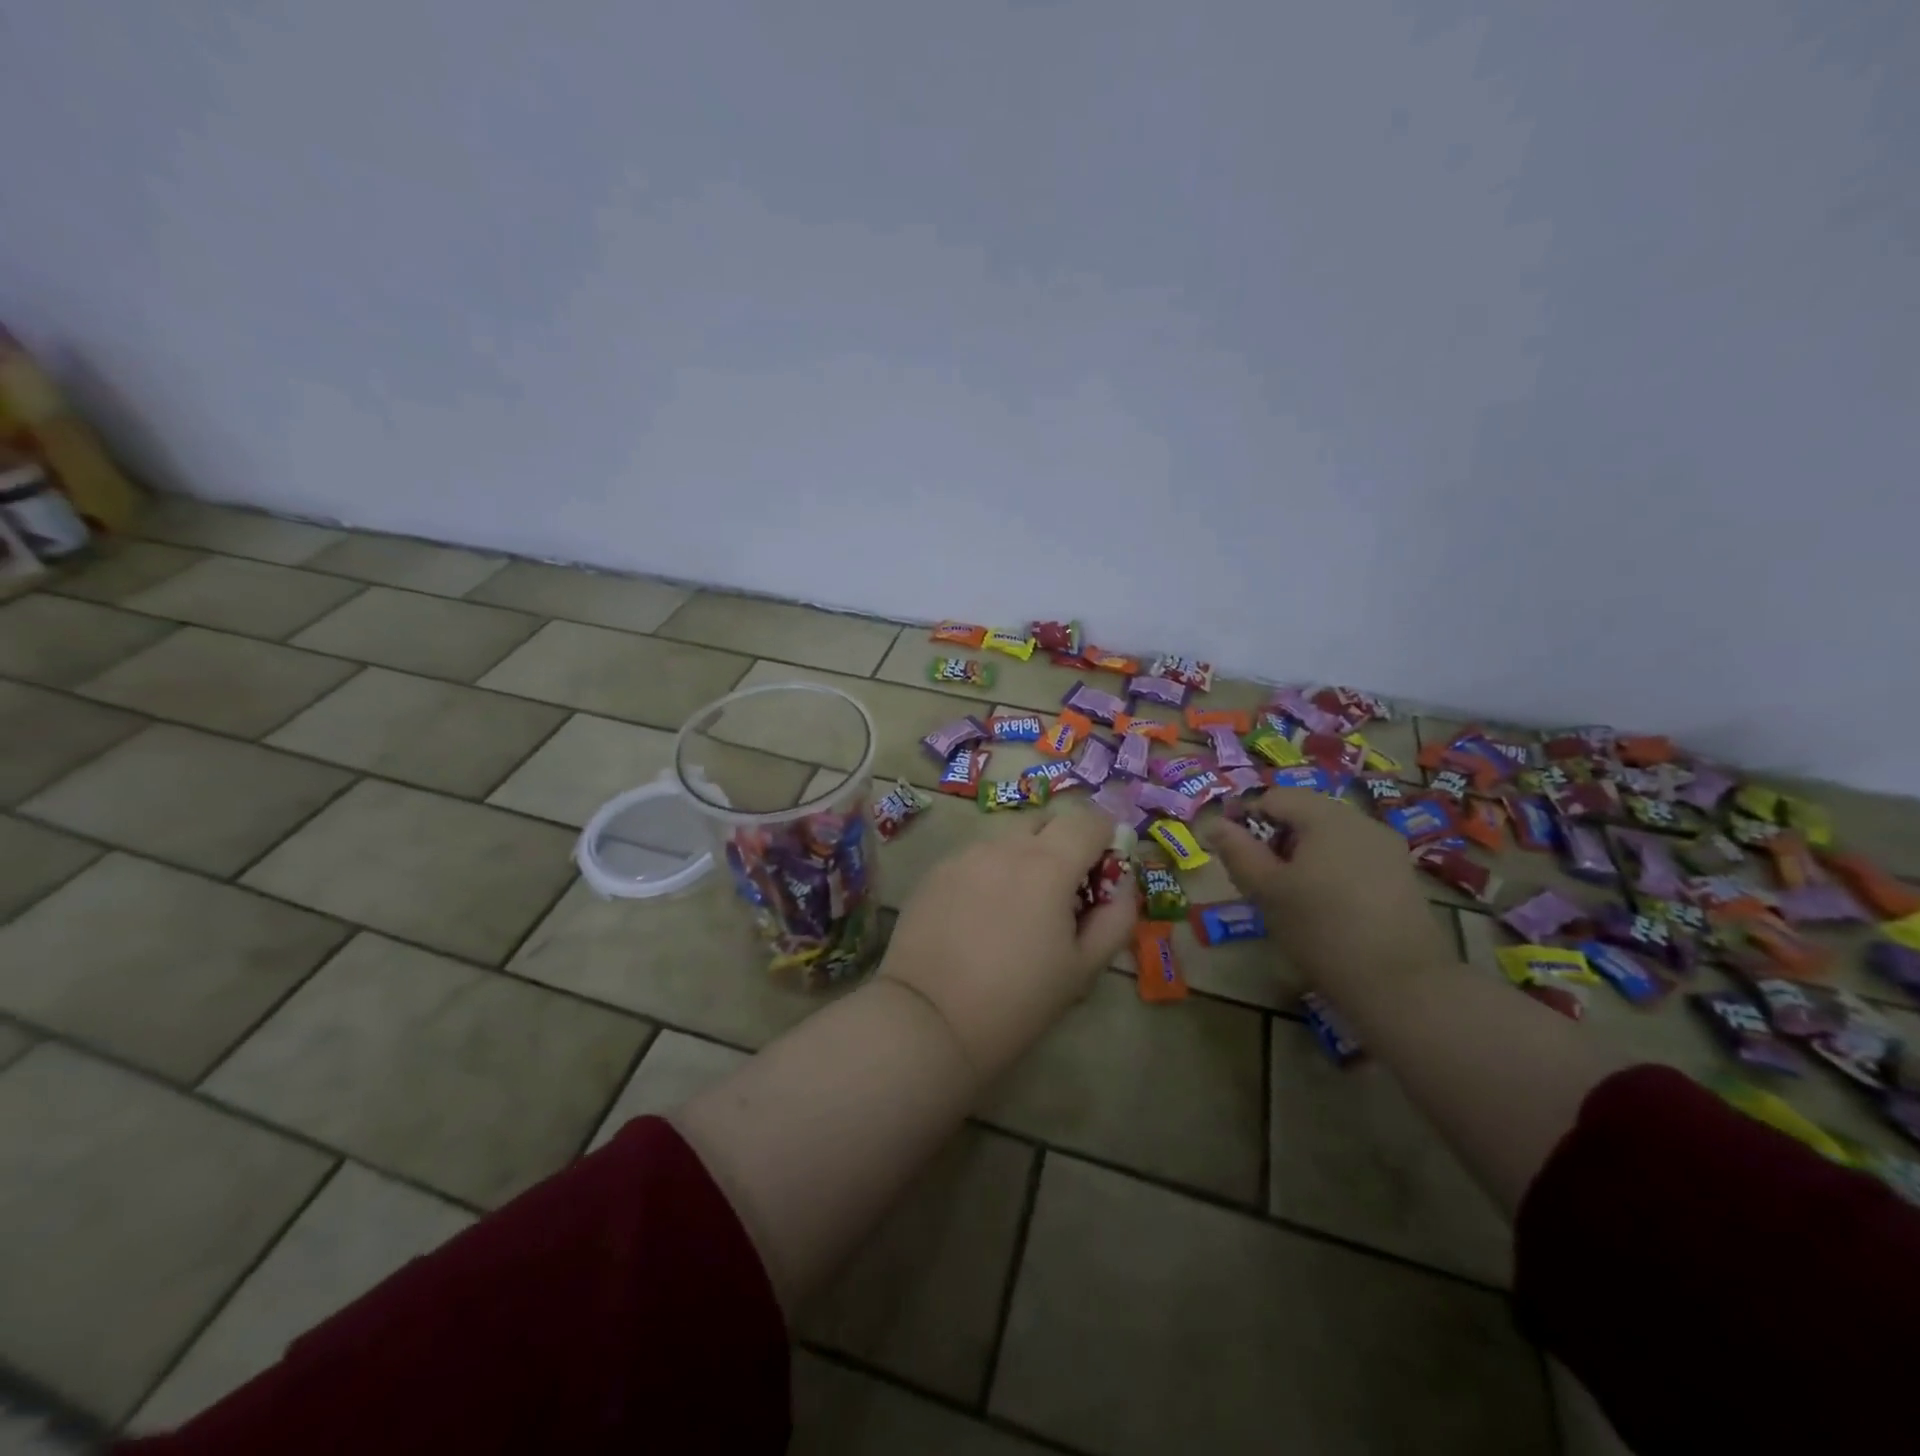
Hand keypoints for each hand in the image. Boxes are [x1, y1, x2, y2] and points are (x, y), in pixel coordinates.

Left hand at [881, 808, 1136, 1082]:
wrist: (928, 1020)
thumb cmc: (1017, 1000)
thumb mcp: (1083, 968)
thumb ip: (1115, 917)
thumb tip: (1121, 882)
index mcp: (1048, 864)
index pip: (1089, 820)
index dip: (1104, 840)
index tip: (1100, 876)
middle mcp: (1004, 845)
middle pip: (1045, 820)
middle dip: (1063, 843)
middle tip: (1062, 892)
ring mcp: (964, 854)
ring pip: (1007, 837)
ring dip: (1024, 856)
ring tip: (1018, 907)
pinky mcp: (935, 871)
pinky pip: (976, 856)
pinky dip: (991, 871)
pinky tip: (981, 916)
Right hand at [1204, 787, 1451, 993]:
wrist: (1402, 984)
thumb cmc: (1321, 930)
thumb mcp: (1267, 891)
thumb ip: (1238, 852)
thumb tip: (1215, 823)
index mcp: (1326, 816)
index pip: (1274, 798)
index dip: (1245, 819)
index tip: (1233, 854)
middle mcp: (1361, 820)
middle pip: (1305, 813)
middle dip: (1276, 837)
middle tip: (1260, 877)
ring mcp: (1387, 847)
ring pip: (1331, 835)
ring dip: (1304, 853)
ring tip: (1291, 893)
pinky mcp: (1402, 875)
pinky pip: (1354, 856)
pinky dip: (1331, 868)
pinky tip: (1327, 905)